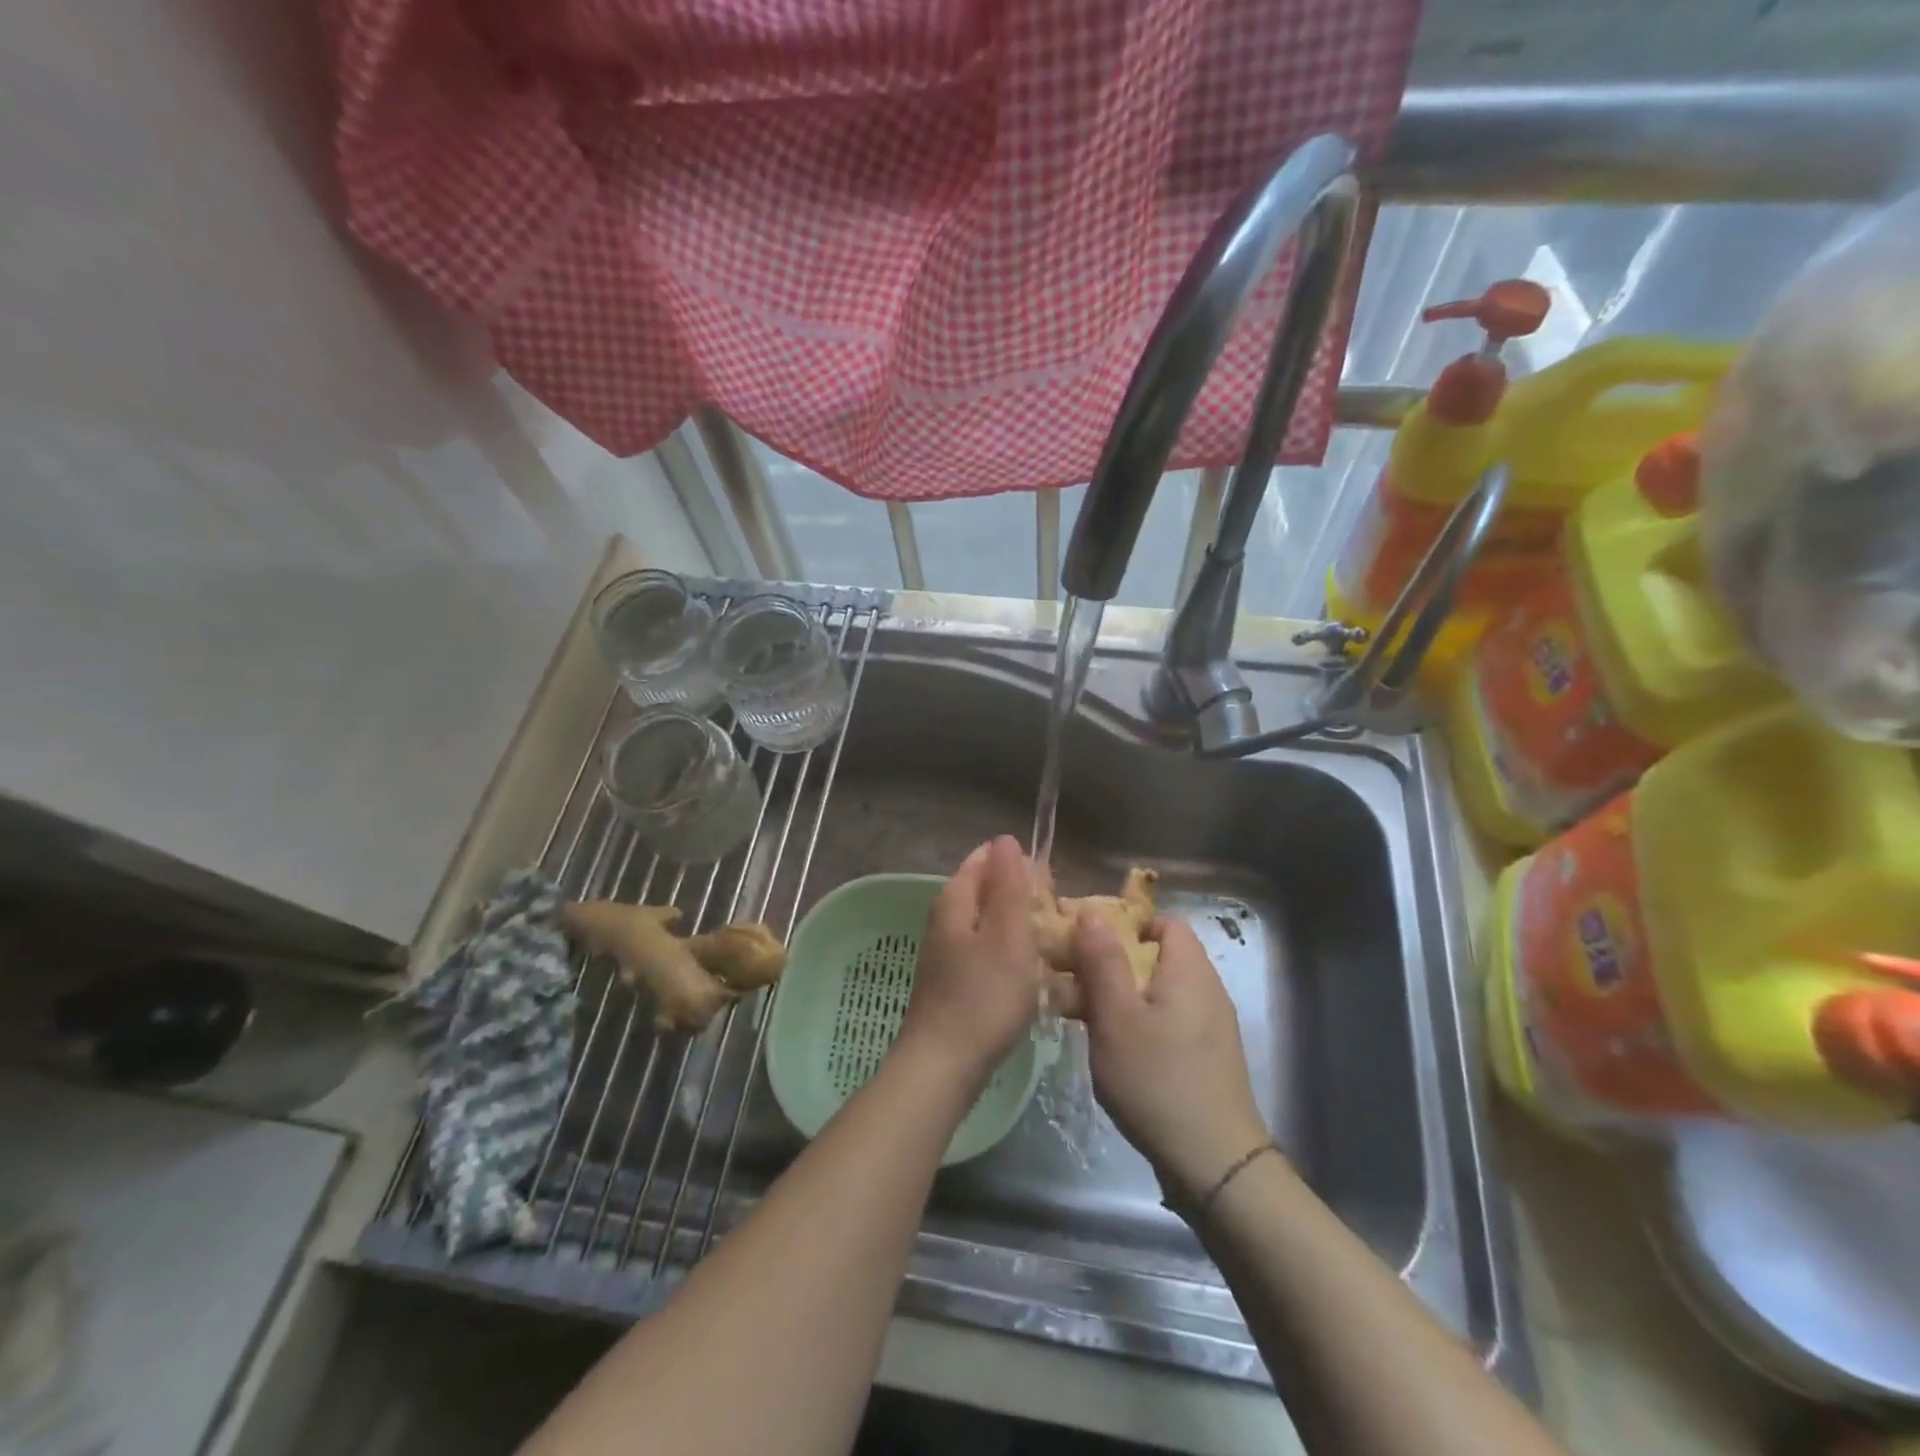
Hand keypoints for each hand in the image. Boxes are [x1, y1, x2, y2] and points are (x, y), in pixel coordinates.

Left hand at [896, 836, 1043, 1087]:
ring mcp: (946, 956)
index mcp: (954, 902)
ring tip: (1052, 947)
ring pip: (987, 926)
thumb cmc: (984, 996)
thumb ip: (1008, 885)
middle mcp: (945, 922)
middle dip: (1020, 897)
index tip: (1050, 882)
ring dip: (1018, 930)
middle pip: (984, 893)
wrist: (944, 1066)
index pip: (983, 861)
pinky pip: (987, 956)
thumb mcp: (1008, 934)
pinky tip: (1030, 979)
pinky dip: (1010, 958)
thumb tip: (1005, 839)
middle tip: (1057, 917)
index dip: (1016, 863)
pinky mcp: (953, 985)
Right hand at [1068, 913, 1271, 1204]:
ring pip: (1158, 991)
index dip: (1125, 925)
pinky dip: (1139, 1022)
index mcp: (1189, 970)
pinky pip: (1168, 1020)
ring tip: (1083, 1018)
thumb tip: (1092, 911)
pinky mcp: (1207, 1057)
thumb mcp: (1116, 1016)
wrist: (1214, 1164)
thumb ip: (1103, 961)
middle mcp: (1206, 989)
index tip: (1087, 944)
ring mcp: (1210, 1025)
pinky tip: (1114, 1050)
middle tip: (1073, 984)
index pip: (1163, 922)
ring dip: (1121, 996)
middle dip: (1113, 963)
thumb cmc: (1158, 1080)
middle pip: (1157, 956)